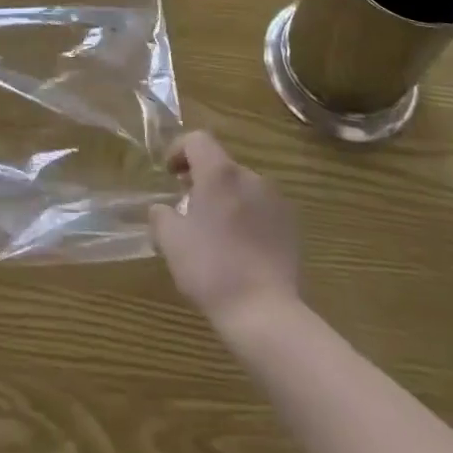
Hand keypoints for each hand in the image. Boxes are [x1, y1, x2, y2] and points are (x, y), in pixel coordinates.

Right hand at [149, 131, 300, 329]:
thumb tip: (163, 208)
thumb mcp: (171, 242)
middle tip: (187, 206)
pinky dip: (246, 216)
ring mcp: (275, 200)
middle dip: (201, 178)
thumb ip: (161, 215)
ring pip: (241, 186)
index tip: (169, 174)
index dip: (179, 150)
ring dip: (225, 197)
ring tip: (214, 230)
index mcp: (219, 173)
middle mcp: (250, 176)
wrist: (265, 313)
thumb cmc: (211, 269)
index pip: (197, 140)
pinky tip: (239, 247)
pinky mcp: (291, 225)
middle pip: (220, 164)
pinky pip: (261, 208)